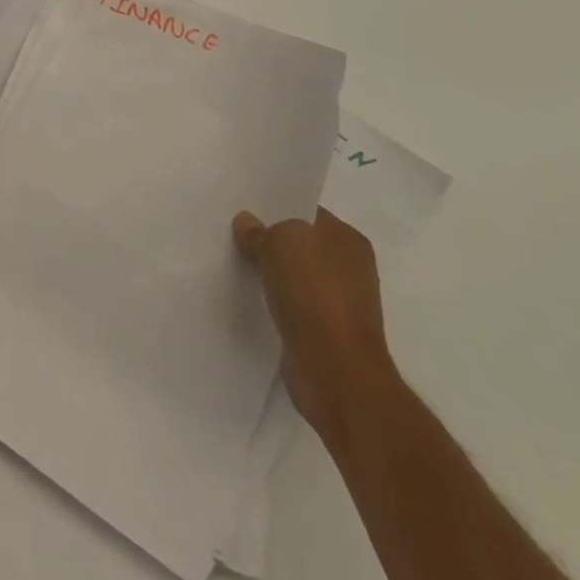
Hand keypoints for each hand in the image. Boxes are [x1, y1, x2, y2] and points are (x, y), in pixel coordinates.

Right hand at [233, 208, 399, 446]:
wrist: (336, 371)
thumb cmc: (315, 294)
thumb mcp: (280, 243)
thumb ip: (261, 230)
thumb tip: (247, 224)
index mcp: (348, 240)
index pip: (307, 213)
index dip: (276, 209)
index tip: (243, 208)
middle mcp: (349, 269)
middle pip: (299, 245)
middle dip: (269, 241)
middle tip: (231, 234)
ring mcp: (338, 303)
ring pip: (293, 276)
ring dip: (268, 274)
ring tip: (232, 263)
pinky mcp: (323, 333)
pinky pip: (290, 306)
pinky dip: (272, 302)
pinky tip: (246, 297)